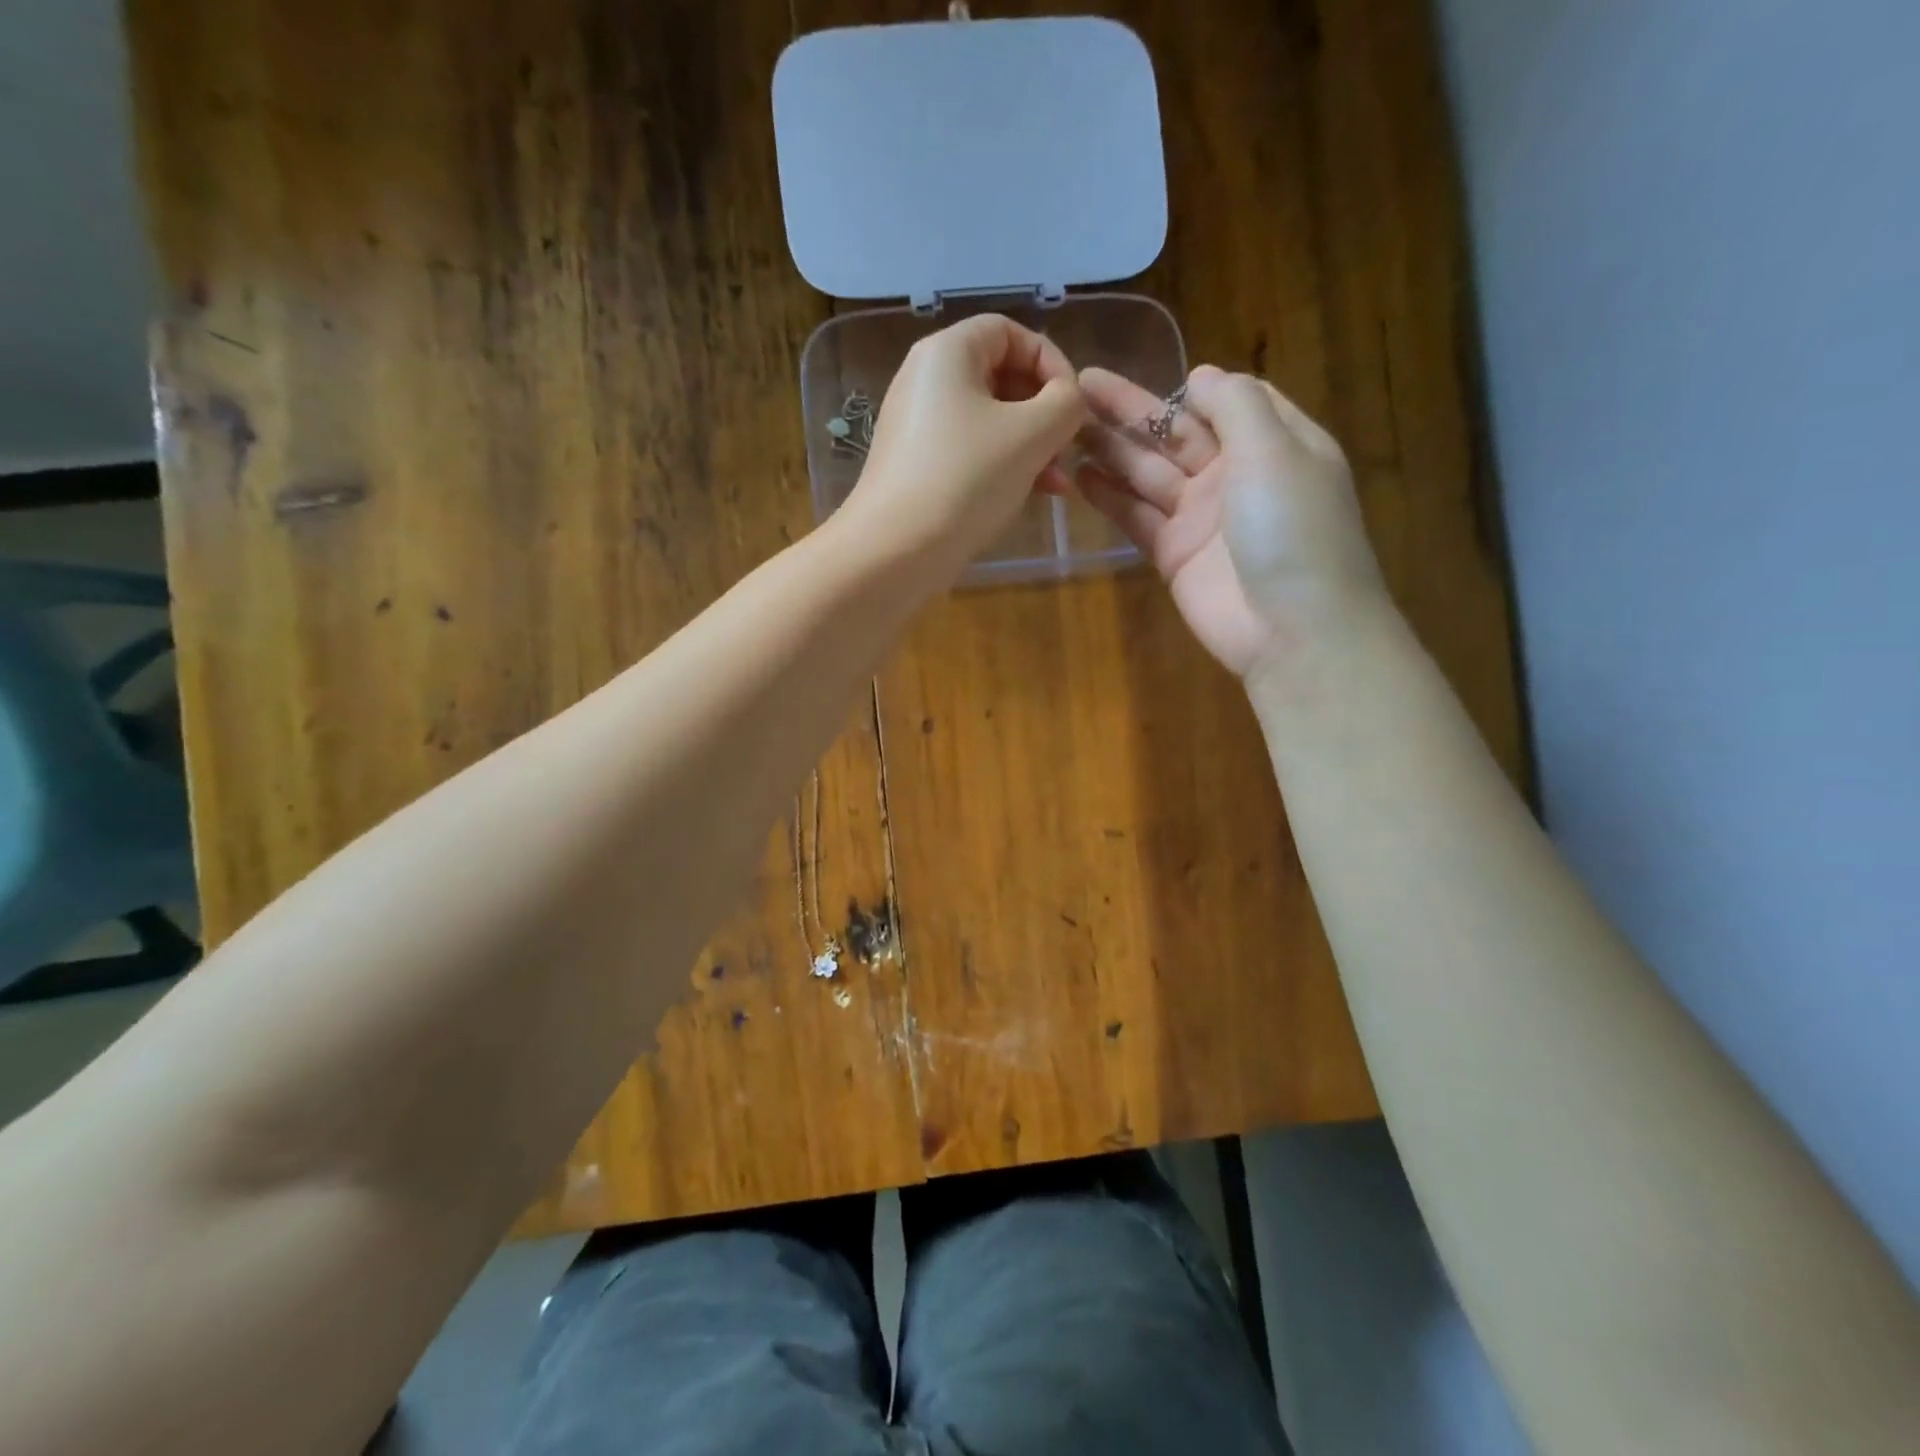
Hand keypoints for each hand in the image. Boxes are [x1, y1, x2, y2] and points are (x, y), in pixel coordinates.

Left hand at [837, 315, 1087, 577]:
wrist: (895, 551)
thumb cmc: (966, 480)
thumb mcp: (1031, 434)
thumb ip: (1066, 403)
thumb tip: (1070, 399)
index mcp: (947, 352)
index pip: (1010, 332)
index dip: (1051, 361)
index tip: (1073, 406)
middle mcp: (926, 380)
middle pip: (1000, 376)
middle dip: (1043, 412)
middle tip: (1067, 448)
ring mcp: (918, 426)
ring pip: (989, 420)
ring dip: (1030, 445)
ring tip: (1056, 484)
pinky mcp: (916, 466)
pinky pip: (969, 450)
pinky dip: (1002, 465)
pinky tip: (1029, 494)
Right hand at [1077, 364, 1384, 678]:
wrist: (1292, 629)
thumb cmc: (1293, 529)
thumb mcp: (1275, 450)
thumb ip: (1236, 405)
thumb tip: (1200, 375)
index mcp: (1273, 443)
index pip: (1230, 401)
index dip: (1190, 386)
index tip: (1148, 366)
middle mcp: (1236, 475)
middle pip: (1176, 433)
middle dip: (1131, 410)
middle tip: (1078, 385)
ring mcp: (1202, 517)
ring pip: (1149, 473)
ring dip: (1111, 449)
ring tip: (1065, 425)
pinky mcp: (1174, 554)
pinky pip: (1137, 517)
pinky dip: (1110, 497)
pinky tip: (1079, 475)